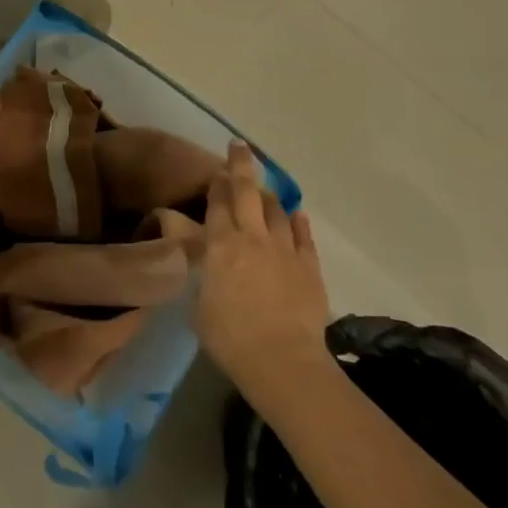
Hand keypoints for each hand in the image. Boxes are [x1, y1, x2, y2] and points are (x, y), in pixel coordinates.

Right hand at [193, 140, 331, 405]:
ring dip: (269, 197)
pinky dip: (298, 222)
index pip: (216, 204)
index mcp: (221, 245)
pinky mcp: (310, 267)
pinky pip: (304, 236)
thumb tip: (202, 265)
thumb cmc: (230, 338)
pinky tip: (296, 214)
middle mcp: (253, 238)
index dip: (215, 185)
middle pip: (246, 192)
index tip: (215, 172)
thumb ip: (201, 277)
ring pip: (277, 211)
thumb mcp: (197, 306)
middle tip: (238, 146)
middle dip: (241, 165)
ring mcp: (285, 250)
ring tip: (264, 190)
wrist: (282, 361)